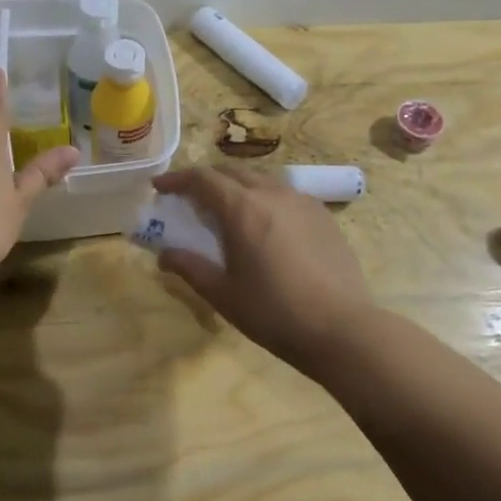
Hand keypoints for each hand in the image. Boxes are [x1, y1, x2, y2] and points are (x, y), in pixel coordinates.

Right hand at [151, 166, 372, 373]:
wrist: (342, 328)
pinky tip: (264, 224)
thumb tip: (164, 255)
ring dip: (236, 186)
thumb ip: (190, 268)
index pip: (202, 179)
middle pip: (231, 171)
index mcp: (242, 209)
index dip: (176, 179)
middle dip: (205, 180)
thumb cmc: (274, 313)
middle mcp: (272, 194)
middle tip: (189, 199)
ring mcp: (302, 202)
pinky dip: (263, 198)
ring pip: (260, 179)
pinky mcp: (322, 215)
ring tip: (226, 209)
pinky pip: (284, 194)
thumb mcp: (223, 294)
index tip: (159, 187)